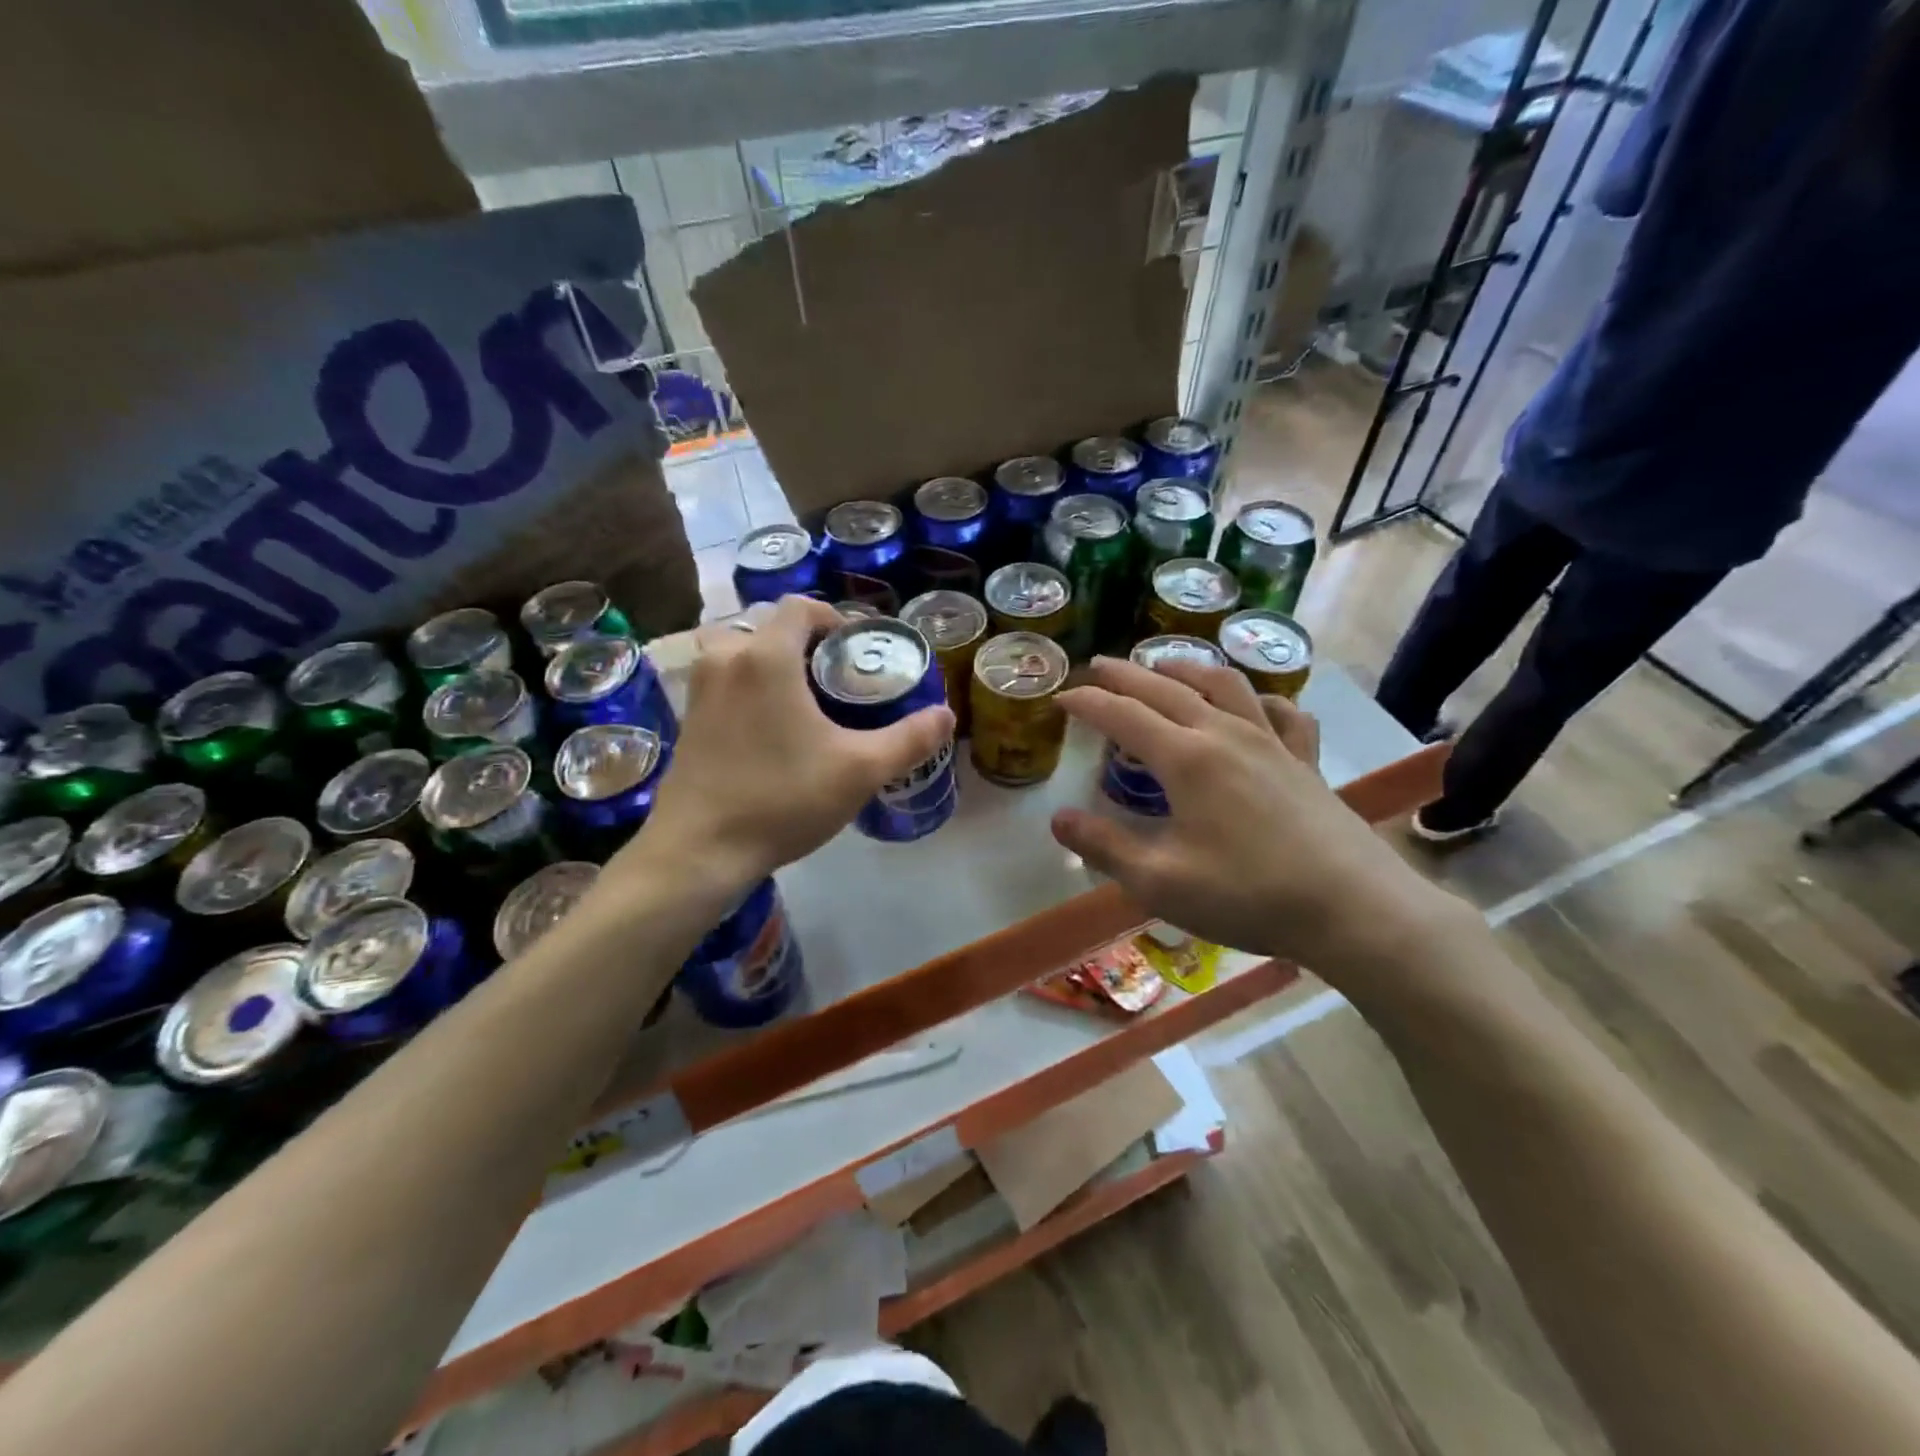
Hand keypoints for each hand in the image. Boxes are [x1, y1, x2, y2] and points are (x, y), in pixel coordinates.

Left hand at [624, 596, 954, 892]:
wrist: (699, 850)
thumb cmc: (782, 798)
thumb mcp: (860, 770)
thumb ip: (909, 739)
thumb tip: (946, 716)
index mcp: (766, 656)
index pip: (801, 605)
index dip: (834, 617)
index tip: (857, 649)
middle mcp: (726, 659)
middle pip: (770, 626)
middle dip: (806, 643)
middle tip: (837, 679)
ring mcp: (700, 688)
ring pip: (741, 652)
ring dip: (773, 662)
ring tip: (804, 699)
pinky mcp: (687, 718)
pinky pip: (724, 680)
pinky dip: (749, 685)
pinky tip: (772, 728)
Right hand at [1050, 656, 1452, 974]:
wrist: (1352, 908)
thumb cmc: (1248, 895)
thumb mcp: (1160, 882)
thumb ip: (1105, 847)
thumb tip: (1058, 820)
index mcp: (1186, 758)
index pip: (1123, 715)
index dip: (1088, 702)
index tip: (1062, 696)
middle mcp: (1226, 735)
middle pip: (1167, 689)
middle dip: (1127, 674)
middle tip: (1099, 666)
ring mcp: (1272, 742)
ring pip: (1224, 685)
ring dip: (1187, 669)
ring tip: (1165, 664)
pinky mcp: (1305, 760)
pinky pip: (1282, 712)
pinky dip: (1259, 699)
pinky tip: (1255, 706)